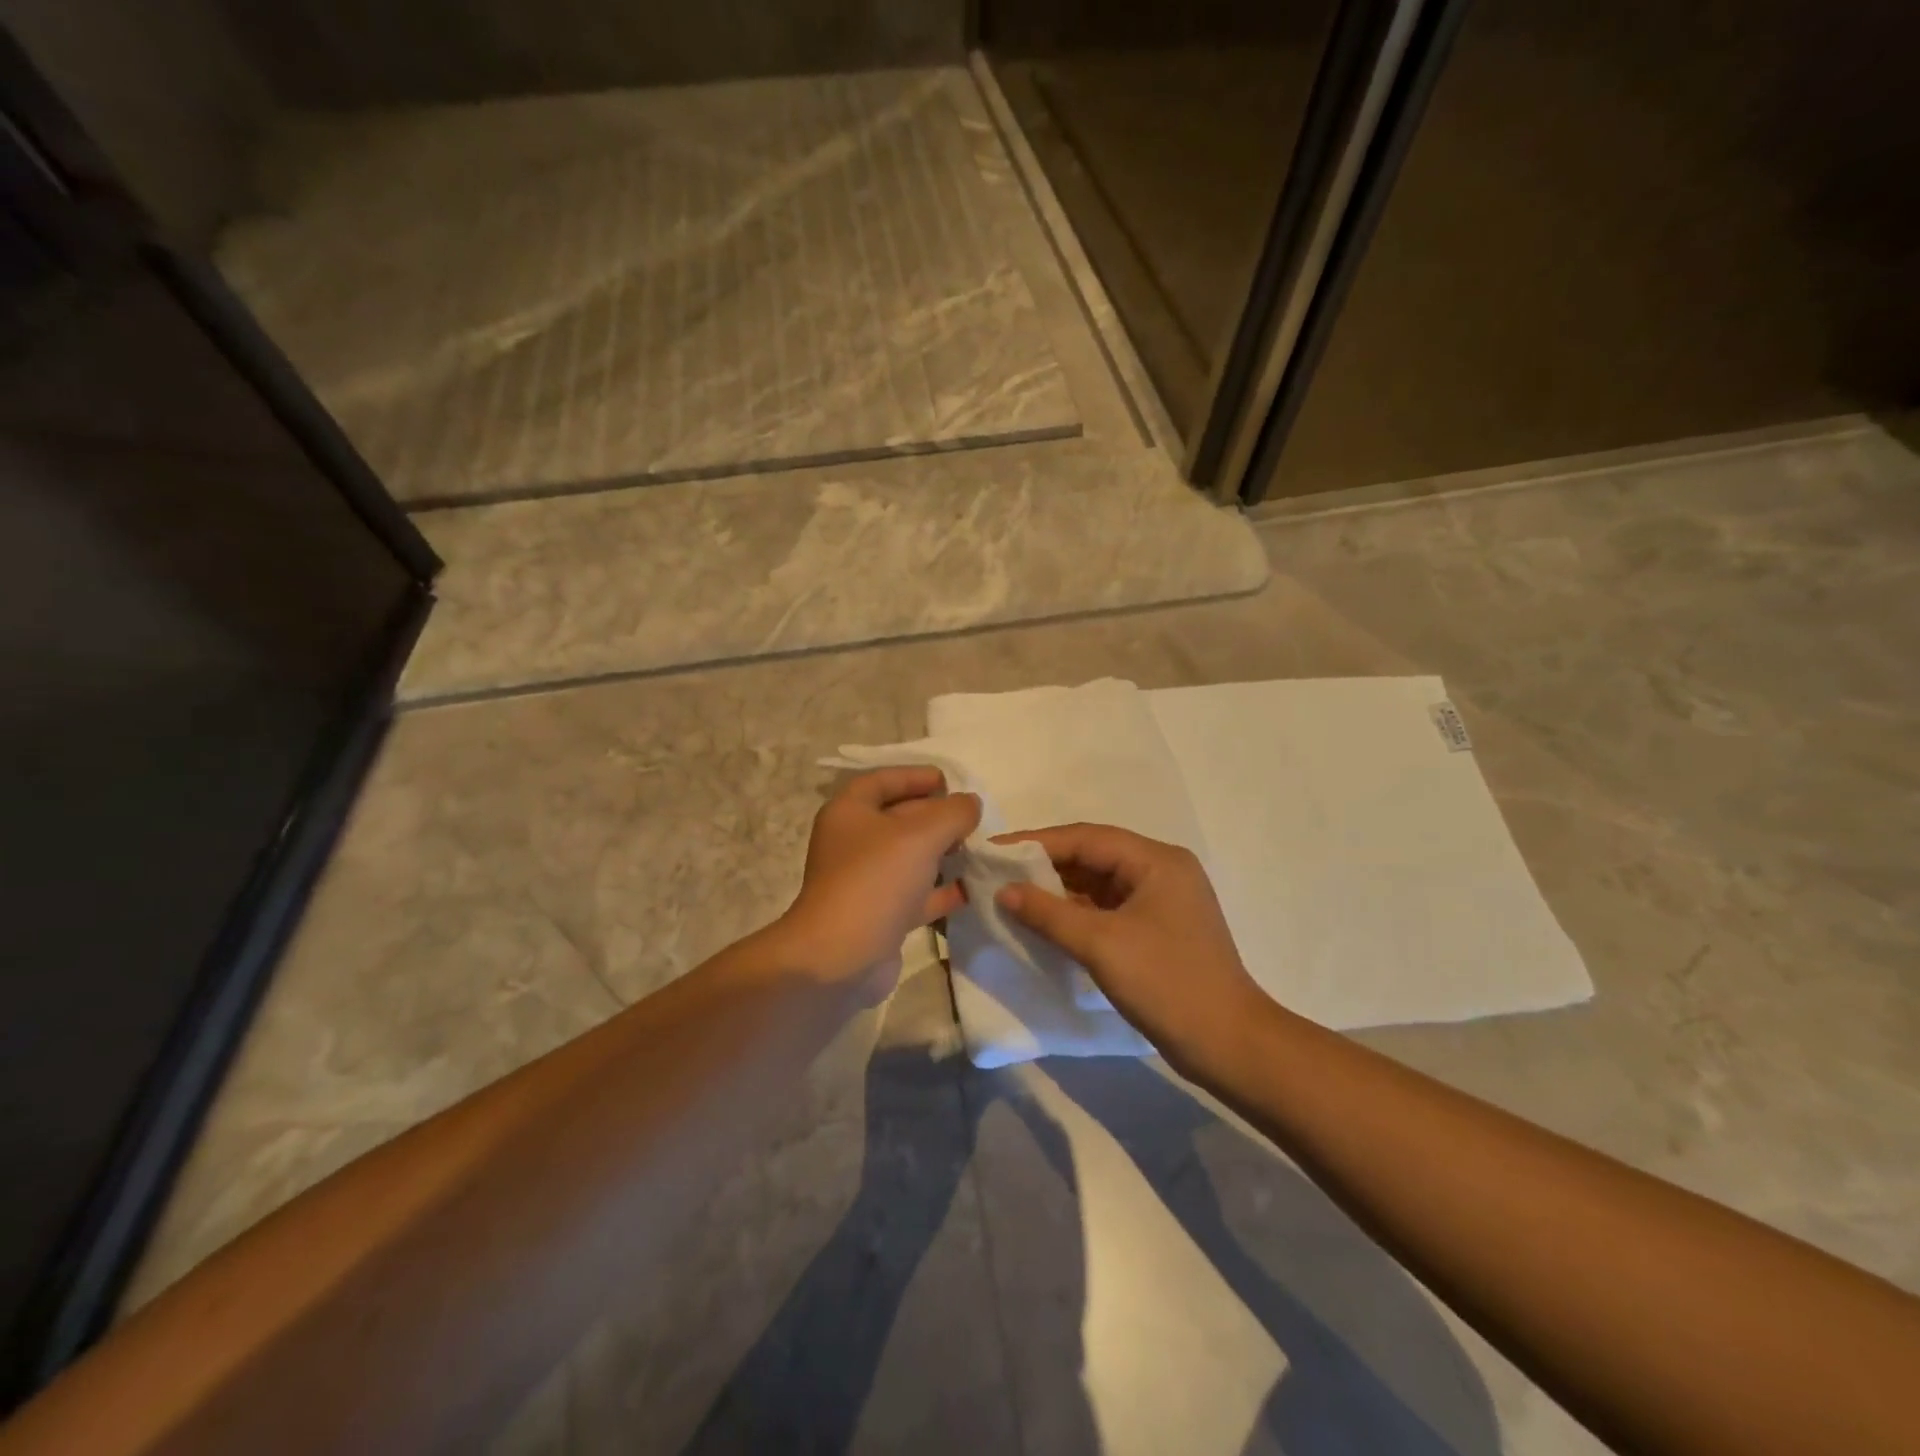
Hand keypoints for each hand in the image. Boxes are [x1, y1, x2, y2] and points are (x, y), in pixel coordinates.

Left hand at [778, 766, 980, 1000]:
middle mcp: (854, 843)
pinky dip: (942, 890)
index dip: (915, 776)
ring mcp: (866, 881)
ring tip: (980, 848)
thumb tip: (971, 803)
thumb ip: (953, 812)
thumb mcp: (921, 835)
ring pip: (910, 858)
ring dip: (943, 852)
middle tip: (975, 818)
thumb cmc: (876, 881)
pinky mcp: (880, 915)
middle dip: (937, 815)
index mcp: (850, 813)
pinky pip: (916, 894)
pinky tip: (973, 888)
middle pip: (899, 818)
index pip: (882, 781)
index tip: (950, 782)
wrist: (841, 958)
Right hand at [995, 823, 1271, 1071]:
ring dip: (1059, 890)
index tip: (994, 850)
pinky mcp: (1158, 929)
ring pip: (1099, 884)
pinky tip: (1045, 921)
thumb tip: (1004, 891)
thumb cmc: (1167, 984)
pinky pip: (1108, 908)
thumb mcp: (1101, 945)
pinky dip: (1076, 912)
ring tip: (1013, 896)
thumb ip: (1048, 913)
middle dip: (1045, 865)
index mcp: (1157, 861)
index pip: (1086, 838)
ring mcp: (1162, 901)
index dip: (1036, 842)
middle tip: (998, 873)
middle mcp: (1161, 870)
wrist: (1229, 1045)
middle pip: (1093, 856)